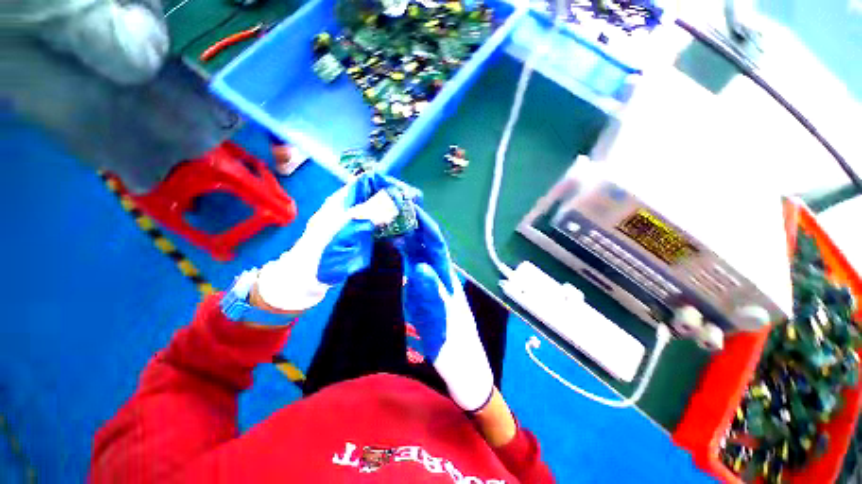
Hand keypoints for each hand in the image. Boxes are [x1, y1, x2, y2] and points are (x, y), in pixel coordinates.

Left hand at [255, 174, 399, 311]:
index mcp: (343, 200)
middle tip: (413, 208)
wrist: (307, 278)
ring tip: (411, 220)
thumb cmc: (322, 250)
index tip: (406, 194)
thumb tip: (394, 199)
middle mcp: (351, 208)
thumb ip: (368, 212)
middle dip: (395, 200)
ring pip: (380, 212)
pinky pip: (379, 228)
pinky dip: (390, 229)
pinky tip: (401, 235)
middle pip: (377, 196)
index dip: (388, 184)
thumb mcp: (345, 227)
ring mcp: (356, 223)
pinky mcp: (360, 237)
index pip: (368, 181)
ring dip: (395, 214)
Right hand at [401, 208, 493, 411]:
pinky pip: (415, 266)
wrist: (462, 362)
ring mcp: (434, 282)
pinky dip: (406, 254)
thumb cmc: (452, 344)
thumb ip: (430, 293)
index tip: (412, 208)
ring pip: (422, 254)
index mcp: (447, 278)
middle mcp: (441, 275)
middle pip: (429, 245)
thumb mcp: (440, 320)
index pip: (437, 245)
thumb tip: (420, 267)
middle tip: (396, 210)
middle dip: (415, 226)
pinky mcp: (426, 290)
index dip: (426, 226)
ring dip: (409, 237)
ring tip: (392, 222)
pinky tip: (397, 248)